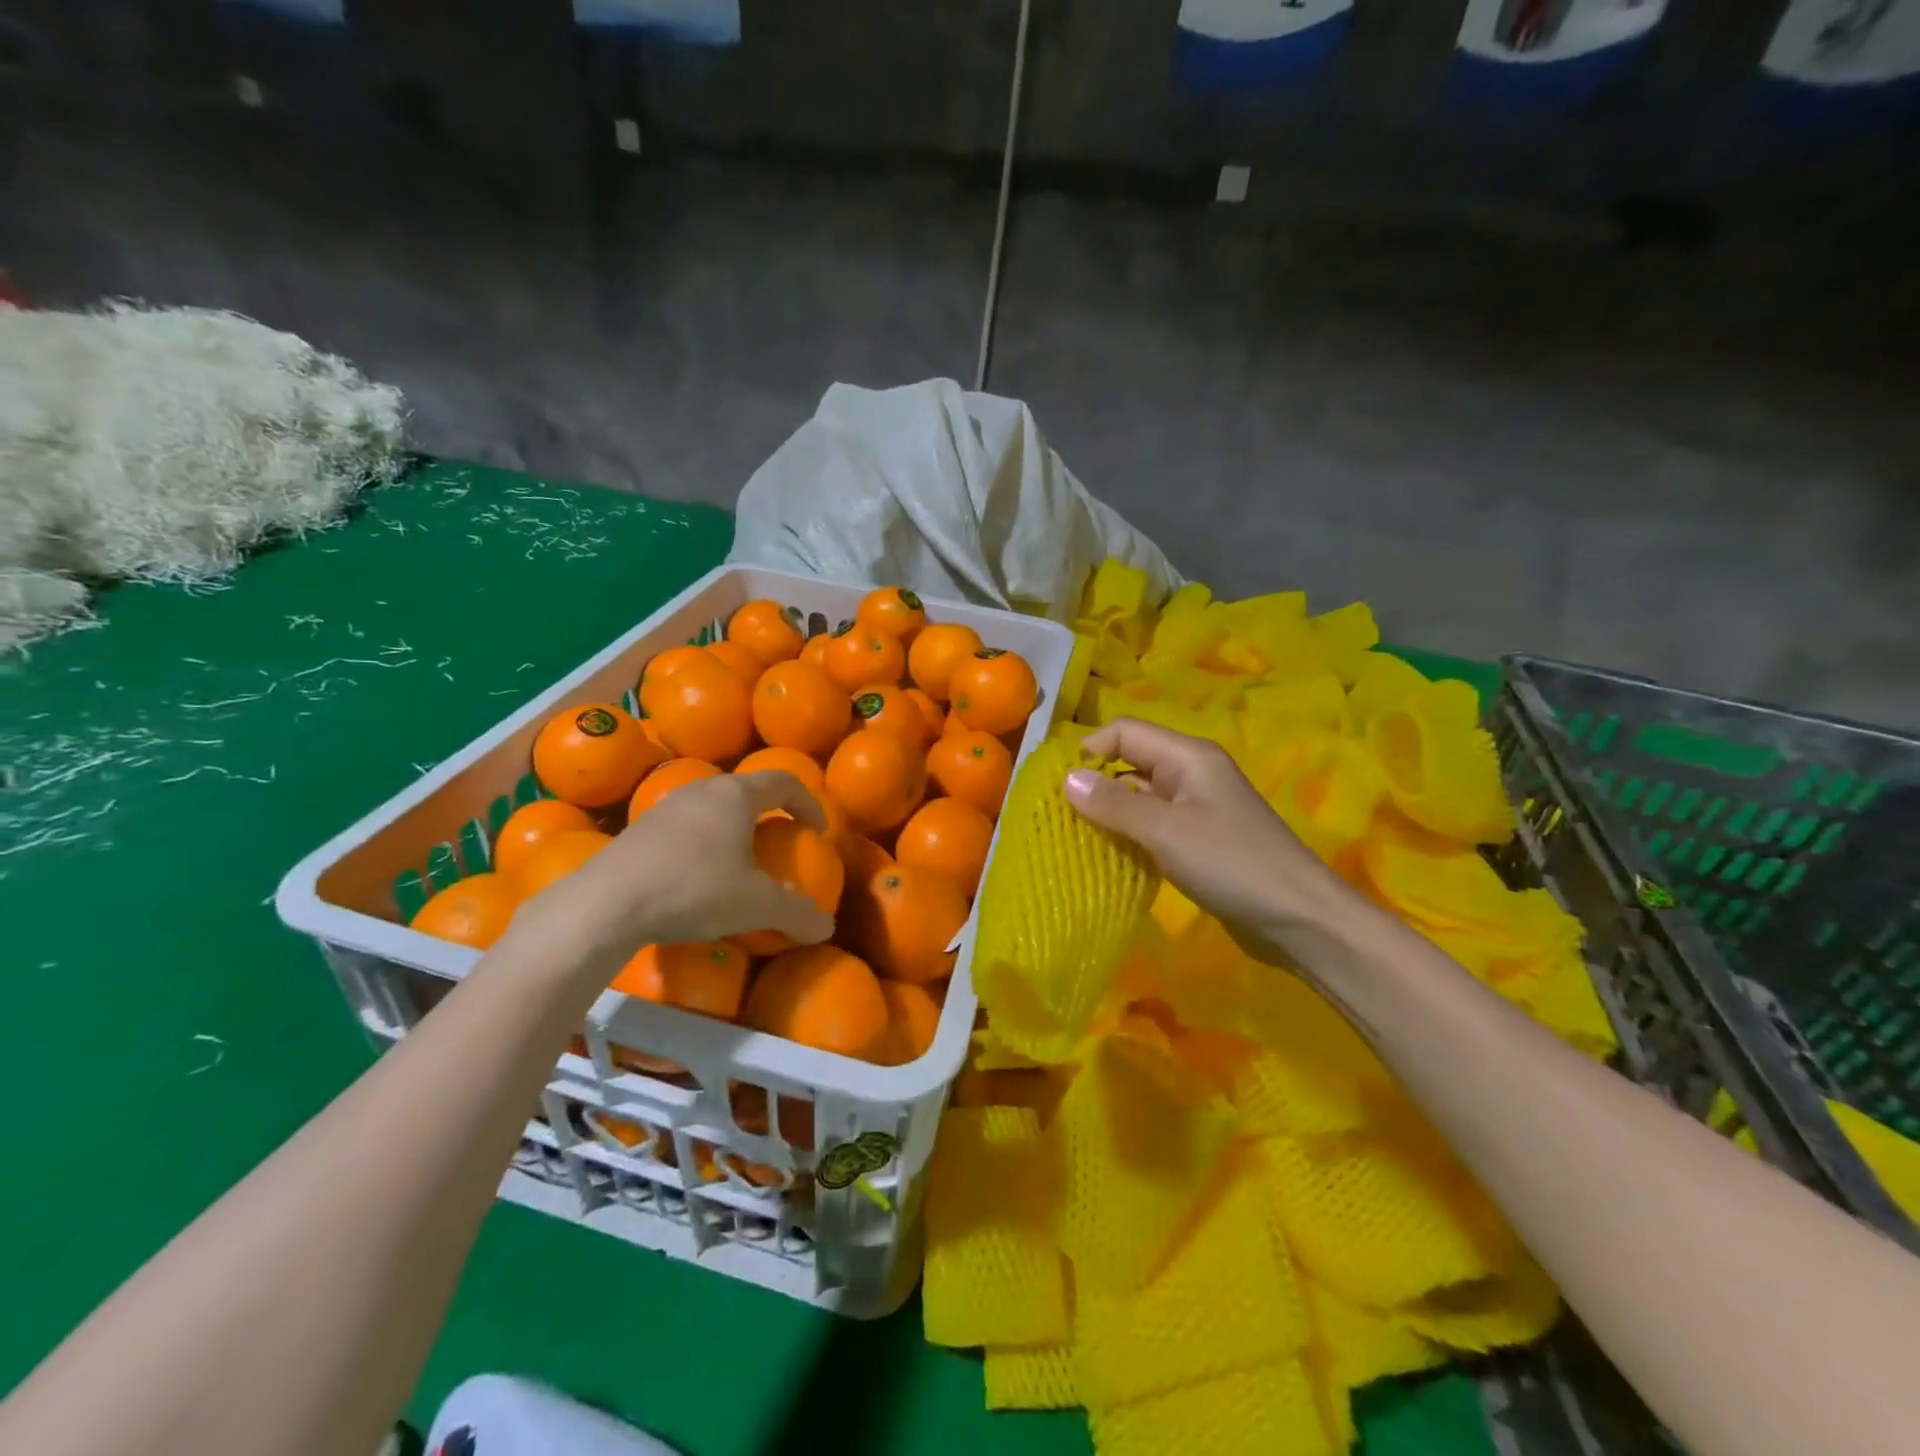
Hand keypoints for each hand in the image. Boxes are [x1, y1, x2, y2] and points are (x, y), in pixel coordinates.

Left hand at [521, 772, 835, 968]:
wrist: (606, 904)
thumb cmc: (694, 889)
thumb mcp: (756, 906)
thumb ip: (796, 913)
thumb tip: (827, 928)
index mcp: (736, 795)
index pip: (784, 781)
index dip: (808, 802)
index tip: (818, 830)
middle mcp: (702, 790)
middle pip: (746, 790)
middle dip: (770, 812)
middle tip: (782, 842)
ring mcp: (666, 807)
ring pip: (712, 807)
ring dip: (734, 827)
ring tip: (741, 860)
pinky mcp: (639, 830)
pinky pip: (686, 827)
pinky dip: (704, 843)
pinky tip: (698, 877)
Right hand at [1064, 718, 1355, 965]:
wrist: (1299, 918)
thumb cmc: (1232, 864)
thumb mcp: (1166, 831)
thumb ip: (1114, 804)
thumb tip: (1066, 779)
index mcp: (1187, 756)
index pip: (1124, 731)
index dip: (1089, 750)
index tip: (1057, 786)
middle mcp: (1190, 772)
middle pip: (1130, 759)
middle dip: (1094, 781)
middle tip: (1059, 815)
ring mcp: (1196, 806)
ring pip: (1139, 794)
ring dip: (1109, 811)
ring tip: (1075, 837)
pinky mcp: (1198, 838)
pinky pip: (1152, 823)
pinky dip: (1129, 833)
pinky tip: (1109, 855)